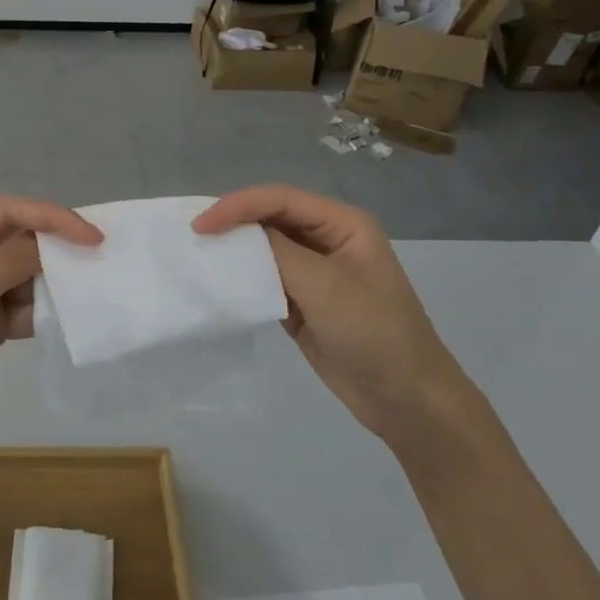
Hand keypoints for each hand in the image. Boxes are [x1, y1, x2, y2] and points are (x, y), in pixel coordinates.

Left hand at [0, 197, 101, 443]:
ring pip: (24, 276)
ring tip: (77, 297)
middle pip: (20, 240)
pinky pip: (19, 308)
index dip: (53, 217)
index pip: (10, 211)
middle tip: (96, 263)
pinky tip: (56, 321)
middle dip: (53, 252)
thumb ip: (12, 261)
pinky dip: (36, 313)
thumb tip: (50, 244)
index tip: (93, 236)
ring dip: (47, 287)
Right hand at [194, 187, 478, 444]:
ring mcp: (314, 272)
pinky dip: (242, 278)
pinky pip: (265, 279)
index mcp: (343, 224)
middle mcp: (327, 240)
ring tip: (197, 255)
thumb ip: (278, 251)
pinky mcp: (301, 302)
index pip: (280, 199)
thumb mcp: (326, 286)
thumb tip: (236, 231)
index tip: (201, 225)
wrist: (406, 400)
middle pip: (270, 218)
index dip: (238, 206)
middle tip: (193, 236)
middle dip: (233, 223)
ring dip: (235, 250)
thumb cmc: (374, 333)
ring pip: (264, 248)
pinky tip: (218, 283)